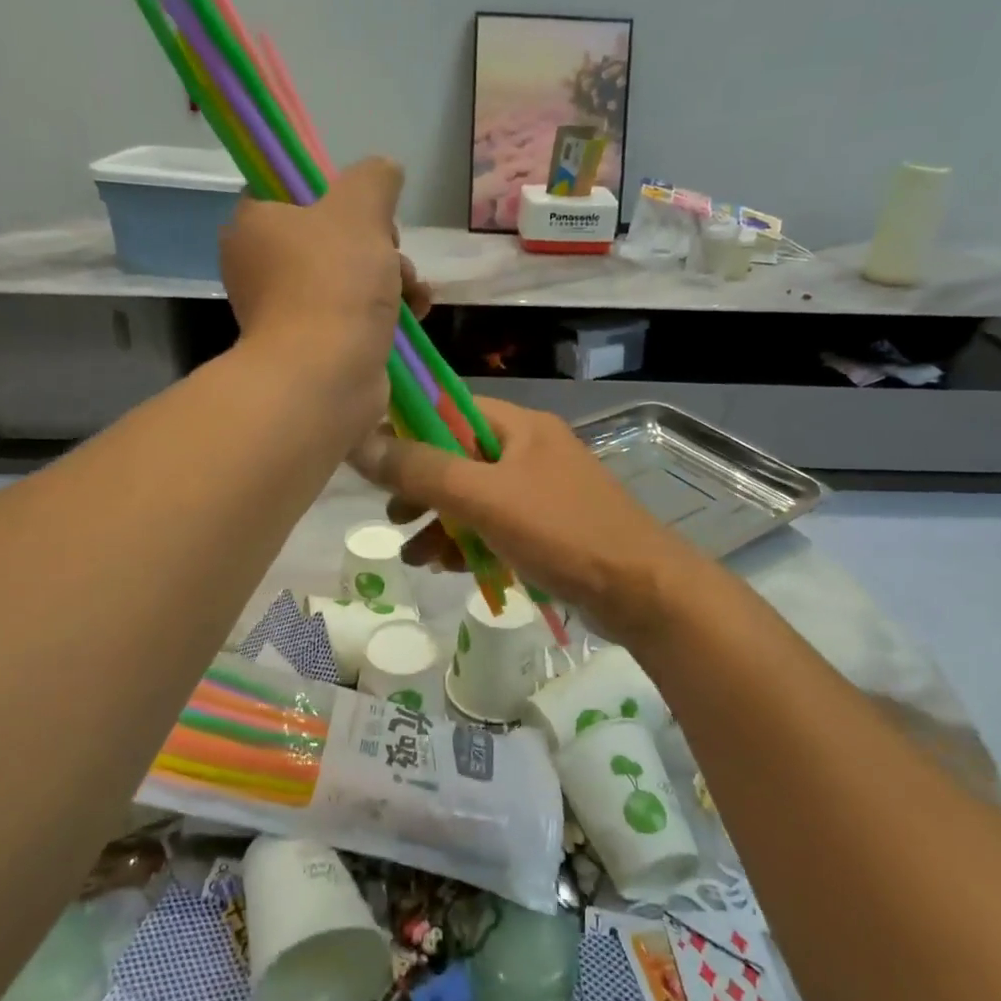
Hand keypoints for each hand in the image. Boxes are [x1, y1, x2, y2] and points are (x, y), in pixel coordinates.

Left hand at [220, 157, 428, 436]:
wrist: (325, 378)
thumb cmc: (333, 283)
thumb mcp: (360, 210)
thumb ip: (374, 179)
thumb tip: (385, 169)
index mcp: (254, 224)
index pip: (292, 190)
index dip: (337, 193)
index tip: (367, 209)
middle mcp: (261, 266)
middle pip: (331, 235)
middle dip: (379, 243)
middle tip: (394, 253)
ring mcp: (286, 310)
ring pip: (350, 275)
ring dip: (392, 277)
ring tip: (415, 293)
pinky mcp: (314, 345)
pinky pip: (354, 313)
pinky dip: (386, 311)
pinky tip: (417, 314)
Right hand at [352, 398, 703, 643]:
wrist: (641, 592)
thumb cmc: (562, 532)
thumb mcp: (485, 498)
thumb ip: (422, 471)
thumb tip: (359, 444)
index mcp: (520, 427)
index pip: (450, 408)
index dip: (409, 428)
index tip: (374, 458)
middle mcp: (530, 451)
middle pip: (458, 458)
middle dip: (422, 489)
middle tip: (393, 515)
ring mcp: (540, 492)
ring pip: (474, 498)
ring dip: (441, 524)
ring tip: (414, 557)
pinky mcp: (547, 530)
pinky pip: (494, 527)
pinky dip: (469, 543)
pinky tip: (449, 569)